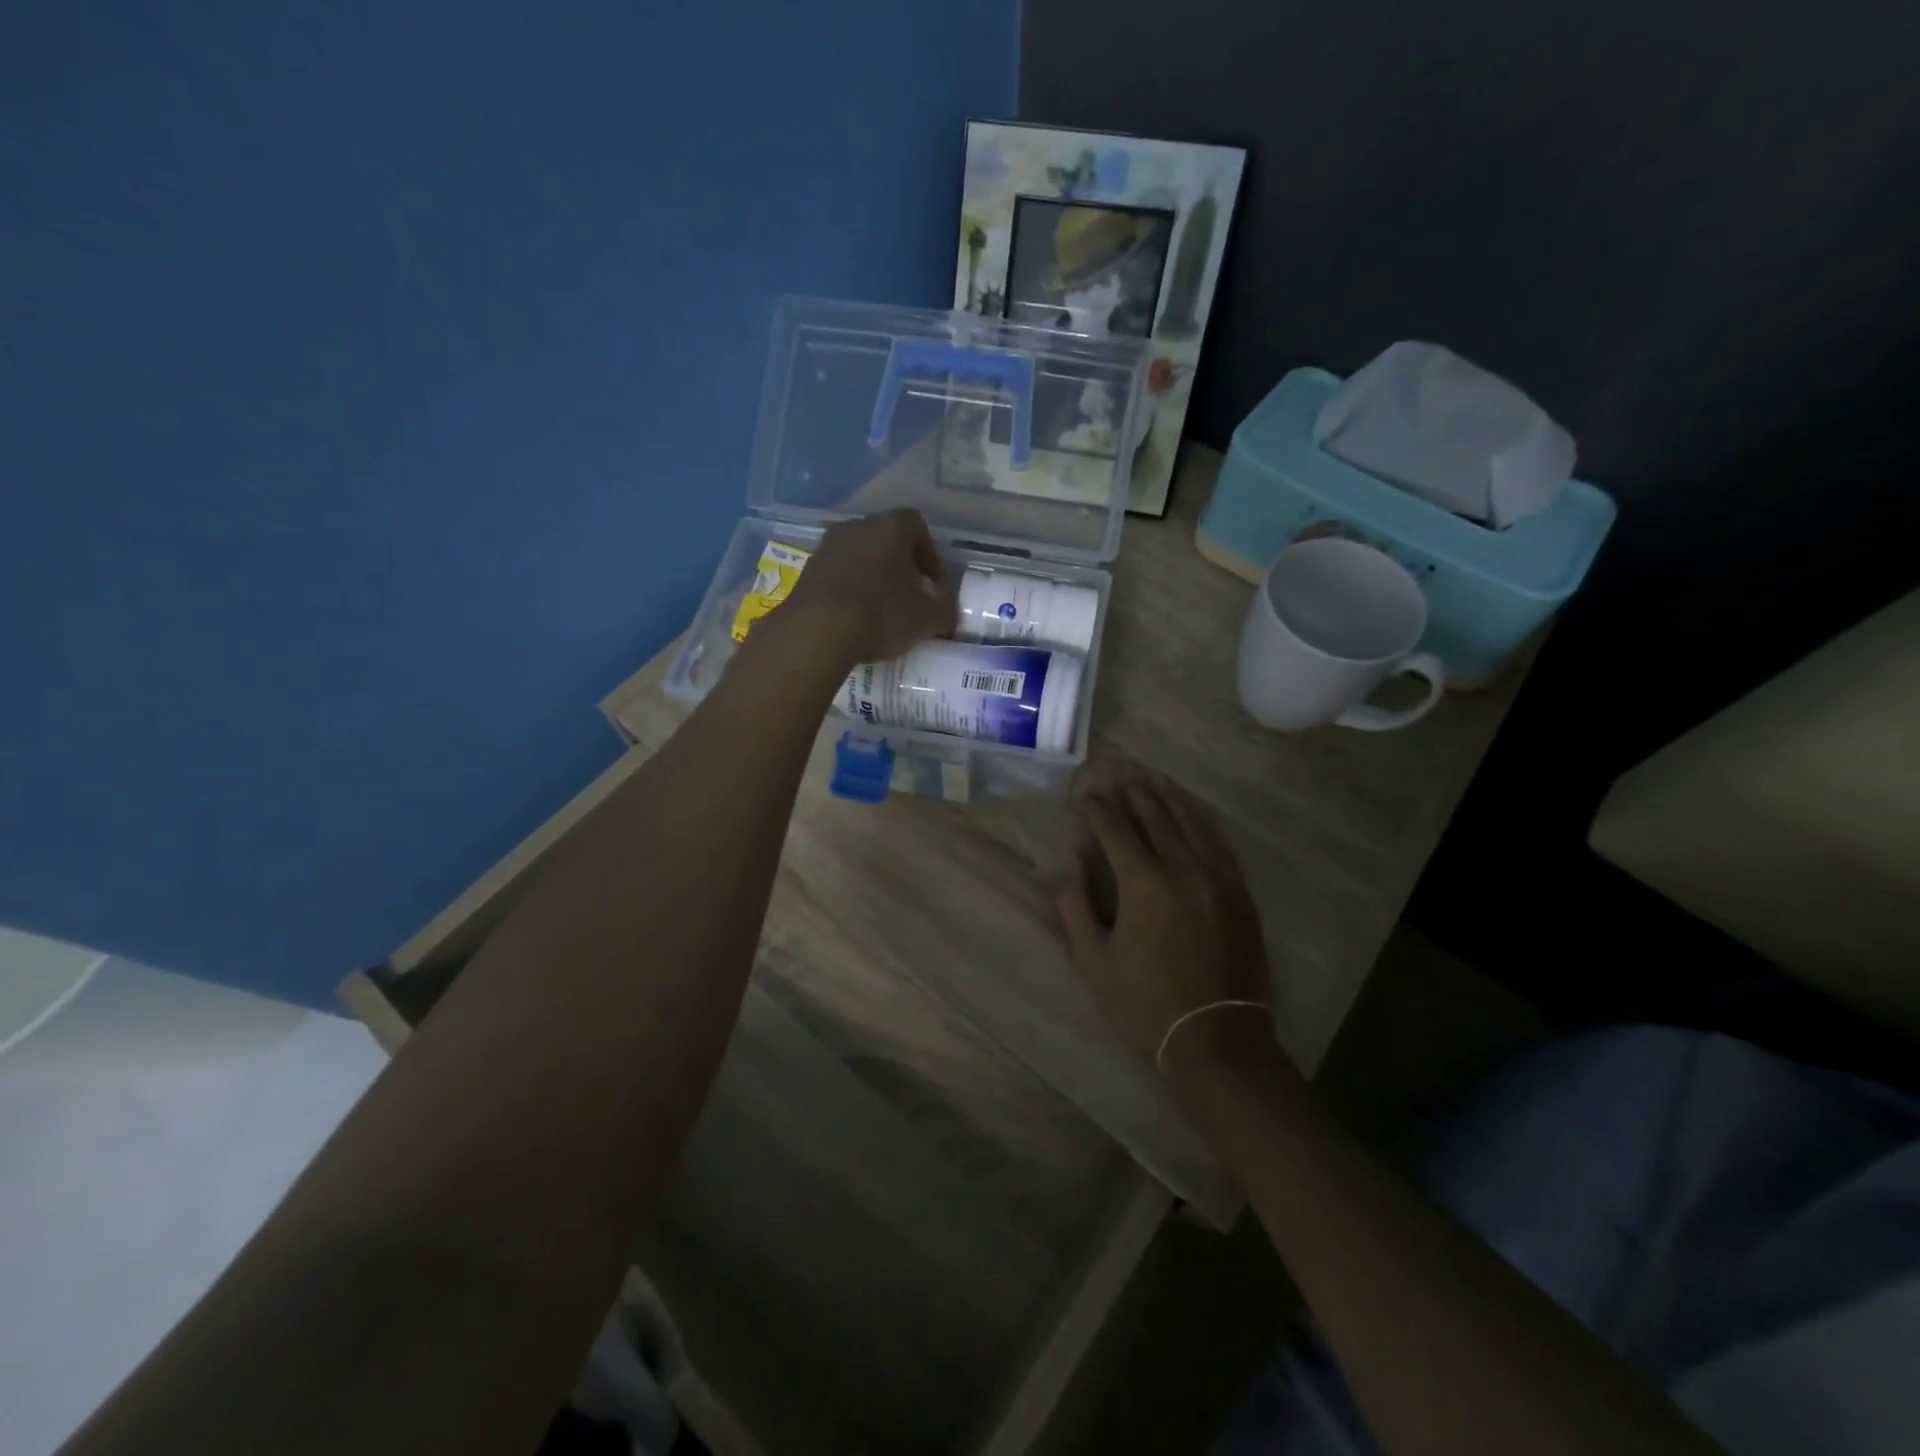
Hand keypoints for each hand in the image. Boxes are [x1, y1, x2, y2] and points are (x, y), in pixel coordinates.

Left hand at [778, 509, 958, 666]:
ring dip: (873, 576)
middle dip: (901, 564)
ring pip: (859, 555)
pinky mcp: (806, 571)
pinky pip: (838, 574)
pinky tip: (855, 616)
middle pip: (886, 538)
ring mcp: (827, 547)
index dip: (930, 553)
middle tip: (910, 594)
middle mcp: (856, 526)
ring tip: (882, 608)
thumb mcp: (927, 618)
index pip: (917, 525)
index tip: (934, 583)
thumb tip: (948, 609)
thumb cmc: (881, 614)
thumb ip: (945, 610)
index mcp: (890, 527)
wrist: (816, 632)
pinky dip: (850, 589)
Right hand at [1056, 770, 1276, 1080]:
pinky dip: (1201, 821)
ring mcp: (1220, 878)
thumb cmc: (1145, 1005)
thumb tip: (1070, 858)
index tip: (1082, 793)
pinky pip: (1219, 843)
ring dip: (1168, 797)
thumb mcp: (1092, 960)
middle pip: (1156, 816)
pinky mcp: (1241, 893)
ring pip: (1191, 823)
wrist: (1219, 1041)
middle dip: (1134, 791)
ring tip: (1152, 778)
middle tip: (1119, 771)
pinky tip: (1192, 812)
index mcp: (1145, 884)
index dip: (1096, 808)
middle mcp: (1186, 869)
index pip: (1115, 829)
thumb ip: (1074, 903)